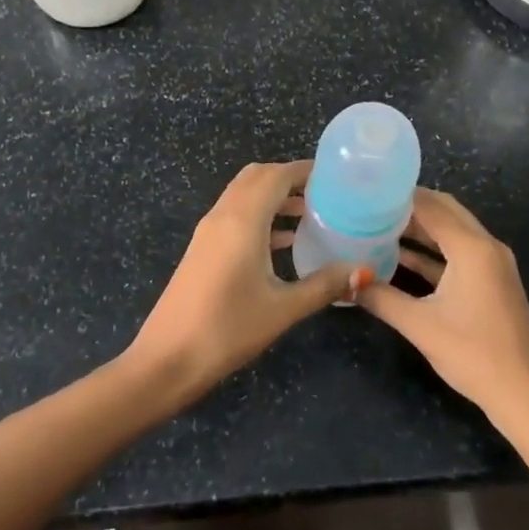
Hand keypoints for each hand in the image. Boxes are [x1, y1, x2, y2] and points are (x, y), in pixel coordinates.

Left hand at [127, 161, 367, 401]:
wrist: (167, 359)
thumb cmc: (227, 329)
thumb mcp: (282, 309)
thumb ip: (324, 285)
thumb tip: (362, 271)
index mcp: (242, 220)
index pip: (276, 175)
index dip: (305, 170)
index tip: (336, 176)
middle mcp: (222, 216)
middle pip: (257, 177)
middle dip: (289, 178)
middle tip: (325, 193)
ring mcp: (208, 232)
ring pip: (244, 195)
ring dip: (274, 197)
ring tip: (312, 214)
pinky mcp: (203, 249)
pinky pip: (235, 216)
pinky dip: (260, 216)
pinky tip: (285, 242)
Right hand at [358, 189, 528, 436]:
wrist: (525, 395)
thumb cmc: (474, 354)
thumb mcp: (420, 325)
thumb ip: (381, 297)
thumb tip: (346, 282)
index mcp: (472, 247)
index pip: (431, 206)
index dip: (398, 196)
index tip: (365, 191)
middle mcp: (485, 246)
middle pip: (445, 211)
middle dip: (409, 206)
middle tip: (370, 205)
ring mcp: (491, 265)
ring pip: (451, 233)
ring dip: (420, 229)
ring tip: (378, 225)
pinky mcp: (490, 283)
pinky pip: (457, 254)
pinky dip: (432, 252)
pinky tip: (400, 258)